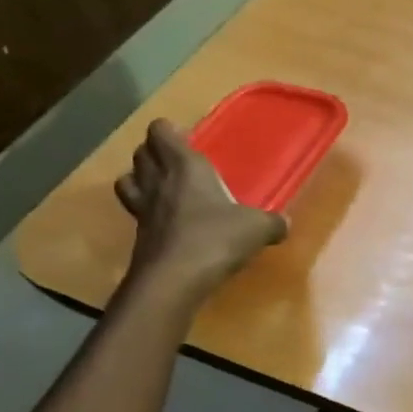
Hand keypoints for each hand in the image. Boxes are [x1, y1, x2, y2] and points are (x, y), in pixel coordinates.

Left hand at [114, 120, 286, 296]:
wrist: (174, 279)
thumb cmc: (216, 239)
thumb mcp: (257, 229)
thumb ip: (272, 223)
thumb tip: (285, 224)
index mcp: (185, 167)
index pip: (161, 132)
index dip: (169, 132)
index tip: (186, 139)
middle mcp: (158, 181)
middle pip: (141, 153)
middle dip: (154, 152)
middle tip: (177, 162)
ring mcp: (142, 208)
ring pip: (128, 180)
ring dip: (141, 178)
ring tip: (162, 187)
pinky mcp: (138, 235)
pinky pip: (136, 211)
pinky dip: (147, 211)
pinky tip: (168, 222)